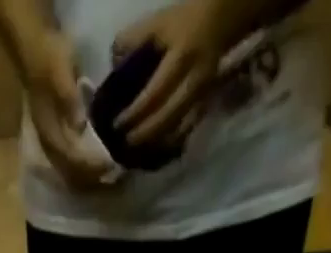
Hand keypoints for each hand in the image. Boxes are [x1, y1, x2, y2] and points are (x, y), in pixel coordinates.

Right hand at [21, 29, 113, 189]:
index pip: (71, 159)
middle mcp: (49, 146)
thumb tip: (79, 126)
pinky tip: (99, 167)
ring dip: (89, 179)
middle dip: (92, 178)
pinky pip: (71, 167)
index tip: (110, 164)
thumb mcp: (60, 71)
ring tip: (109, 176)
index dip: (90, 166)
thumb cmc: (49, 59)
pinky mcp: (57, 142)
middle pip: (71, 174)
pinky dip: (86, 171)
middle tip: (115, 175)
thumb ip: (68, 98)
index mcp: (49, 132)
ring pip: (71, 174)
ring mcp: (51, 146)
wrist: (34, 51)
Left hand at [112, 0, 230, 148]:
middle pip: (168, 117)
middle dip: (144, 134)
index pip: (155, 93)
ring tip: (137, 152)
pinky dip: (170, 144)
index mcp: (181, 57)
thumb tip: (114, 72)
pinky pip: (187, 132)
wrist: (216, 23)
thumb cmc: (180, 24)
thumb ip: (131, 43)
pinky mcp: (205, 107)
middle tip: (125, 143)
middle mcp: (194, 81)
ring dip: (157, 144)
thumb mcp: (155, 25)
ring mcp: (202, 97)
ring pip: (179, 130)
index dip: (135, 113)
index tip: (117, 124)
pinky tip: (156, 149)